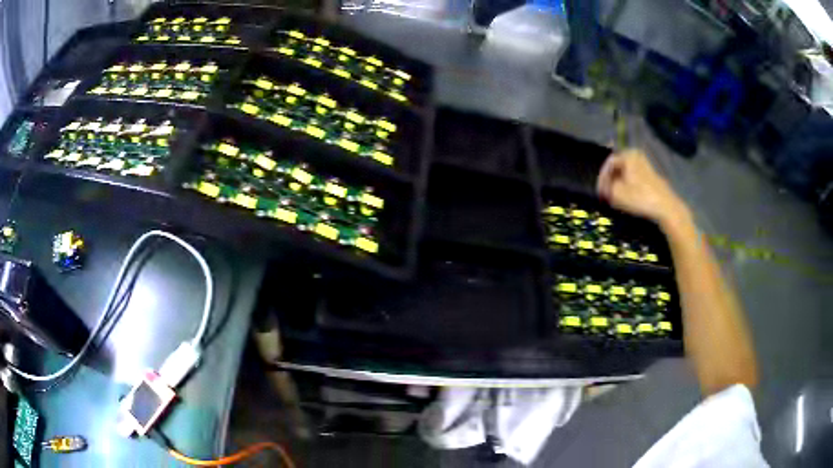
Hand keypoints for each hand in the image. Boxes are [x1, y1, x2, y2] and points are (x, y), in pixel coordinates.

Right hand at [596, 149, 688, 226]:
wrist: (665, 207)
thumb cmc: (640, 197)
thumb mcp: (617, 193)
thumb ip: (606, 188)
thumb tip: (603, 188)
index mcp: (627, 155)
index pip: (608, 163)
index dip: (602, 178)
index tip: (600, 192)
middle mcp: (636, 155)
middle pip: (618, 167)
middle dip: (611, 180)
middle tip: (606, 194)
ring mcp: (645, 164)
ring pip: (626, 173)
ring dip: (619, 184)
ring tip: (615, 197)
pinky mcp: (651, 175)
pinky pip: (634, 177)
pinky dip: (628, 185)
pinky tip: (627, 197)